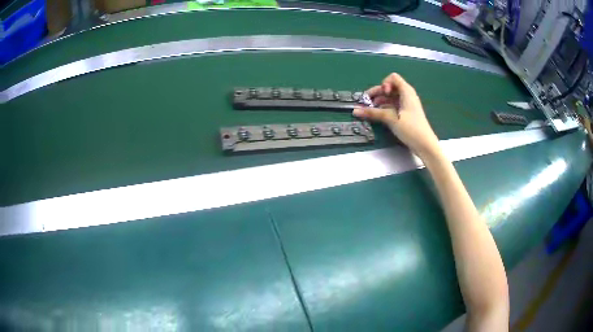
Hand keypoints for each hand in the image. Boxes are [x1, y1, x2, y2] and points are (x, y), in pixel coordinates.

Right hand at [353, 73, 439, 157]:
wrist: (425, 145)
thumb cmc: (411, 129)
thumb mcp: (391, 119)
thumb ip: (373, 113)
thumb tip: (355, 110)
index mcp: (406, 92)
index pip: (392, 78)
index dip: (384, 84)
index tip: (382, 95)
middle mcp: (407, 96)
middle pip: (389, 88)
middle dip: (377, 94)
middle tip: (366, 103)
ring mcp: (406, 105)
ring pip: (390, 98)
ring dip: (379, 102)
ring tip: (369, 111)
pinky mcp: (405, 114)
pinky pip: (393, 106)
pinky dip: (384, 109)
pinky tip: (377, 116)